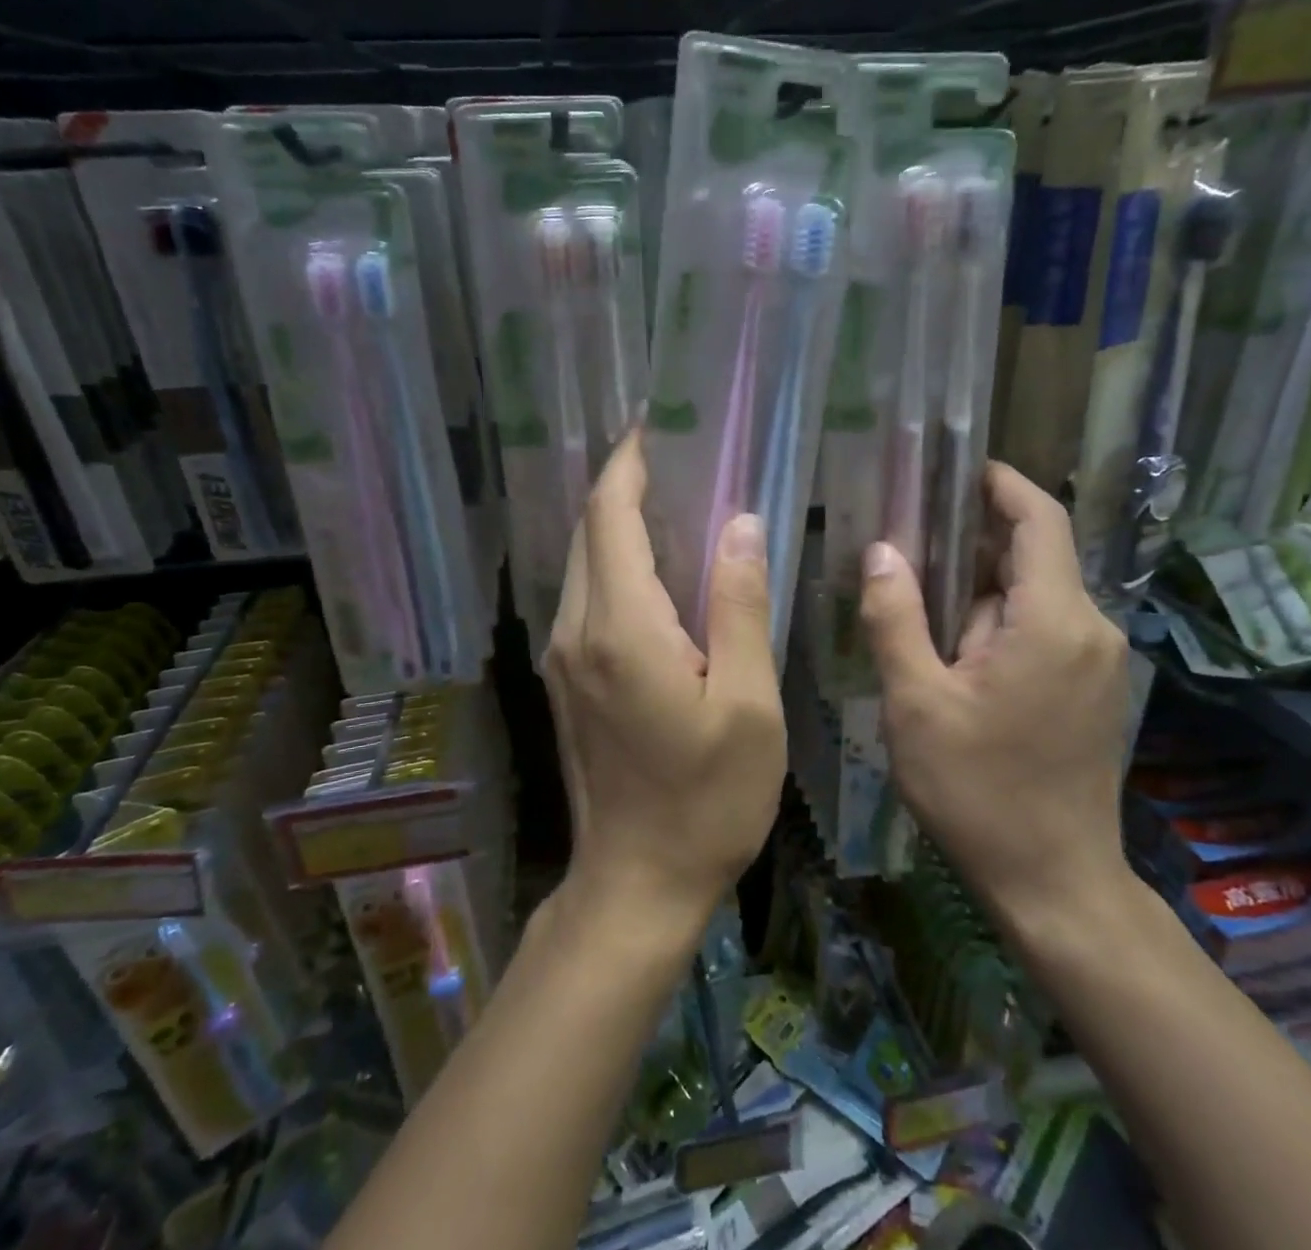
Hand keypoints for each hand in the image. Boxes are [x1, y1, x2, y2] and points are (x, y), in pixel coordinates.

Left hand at [543, 433, 787, 923]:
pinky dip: (615, 563)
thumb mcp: (748, 705)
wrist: (635, 883)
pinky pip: (586, 597)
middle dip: (624, 486)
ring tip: (674, 500)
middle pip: (589, 532)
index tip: (654, 426)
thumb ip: (739, 606)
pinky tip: (657, 568)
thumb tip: (739, 524)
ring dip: (619, 524)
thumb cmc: (707, 801)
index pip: (610, 516)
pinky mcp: (566, 679)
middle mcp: (576, 631)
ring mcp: (562, 656)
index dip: (628, 464)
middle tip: (678, 457)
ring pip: (583, 563)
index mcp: (621, 628)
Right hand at [859, 462, 1131, 916]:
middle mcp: (1090, 629)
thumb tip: (882, 550)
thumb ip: (896, 619)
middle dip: (971, 544)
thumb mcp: (916, 703)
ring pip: (1032, 597)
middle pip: (1032, 556)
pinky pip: (1043, 629)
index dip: (1002, 483)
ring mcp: (1097, 662)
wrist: (1054, 883)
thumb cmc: (978, 792)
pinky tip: (953, 652)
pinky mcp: (1090, 689)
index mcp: (1054, 621)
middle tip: (905, 542)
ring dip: (979, 592)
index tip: (956, 467)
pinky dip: (998, 622)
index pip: (1039, 519)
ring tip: (916, 602)